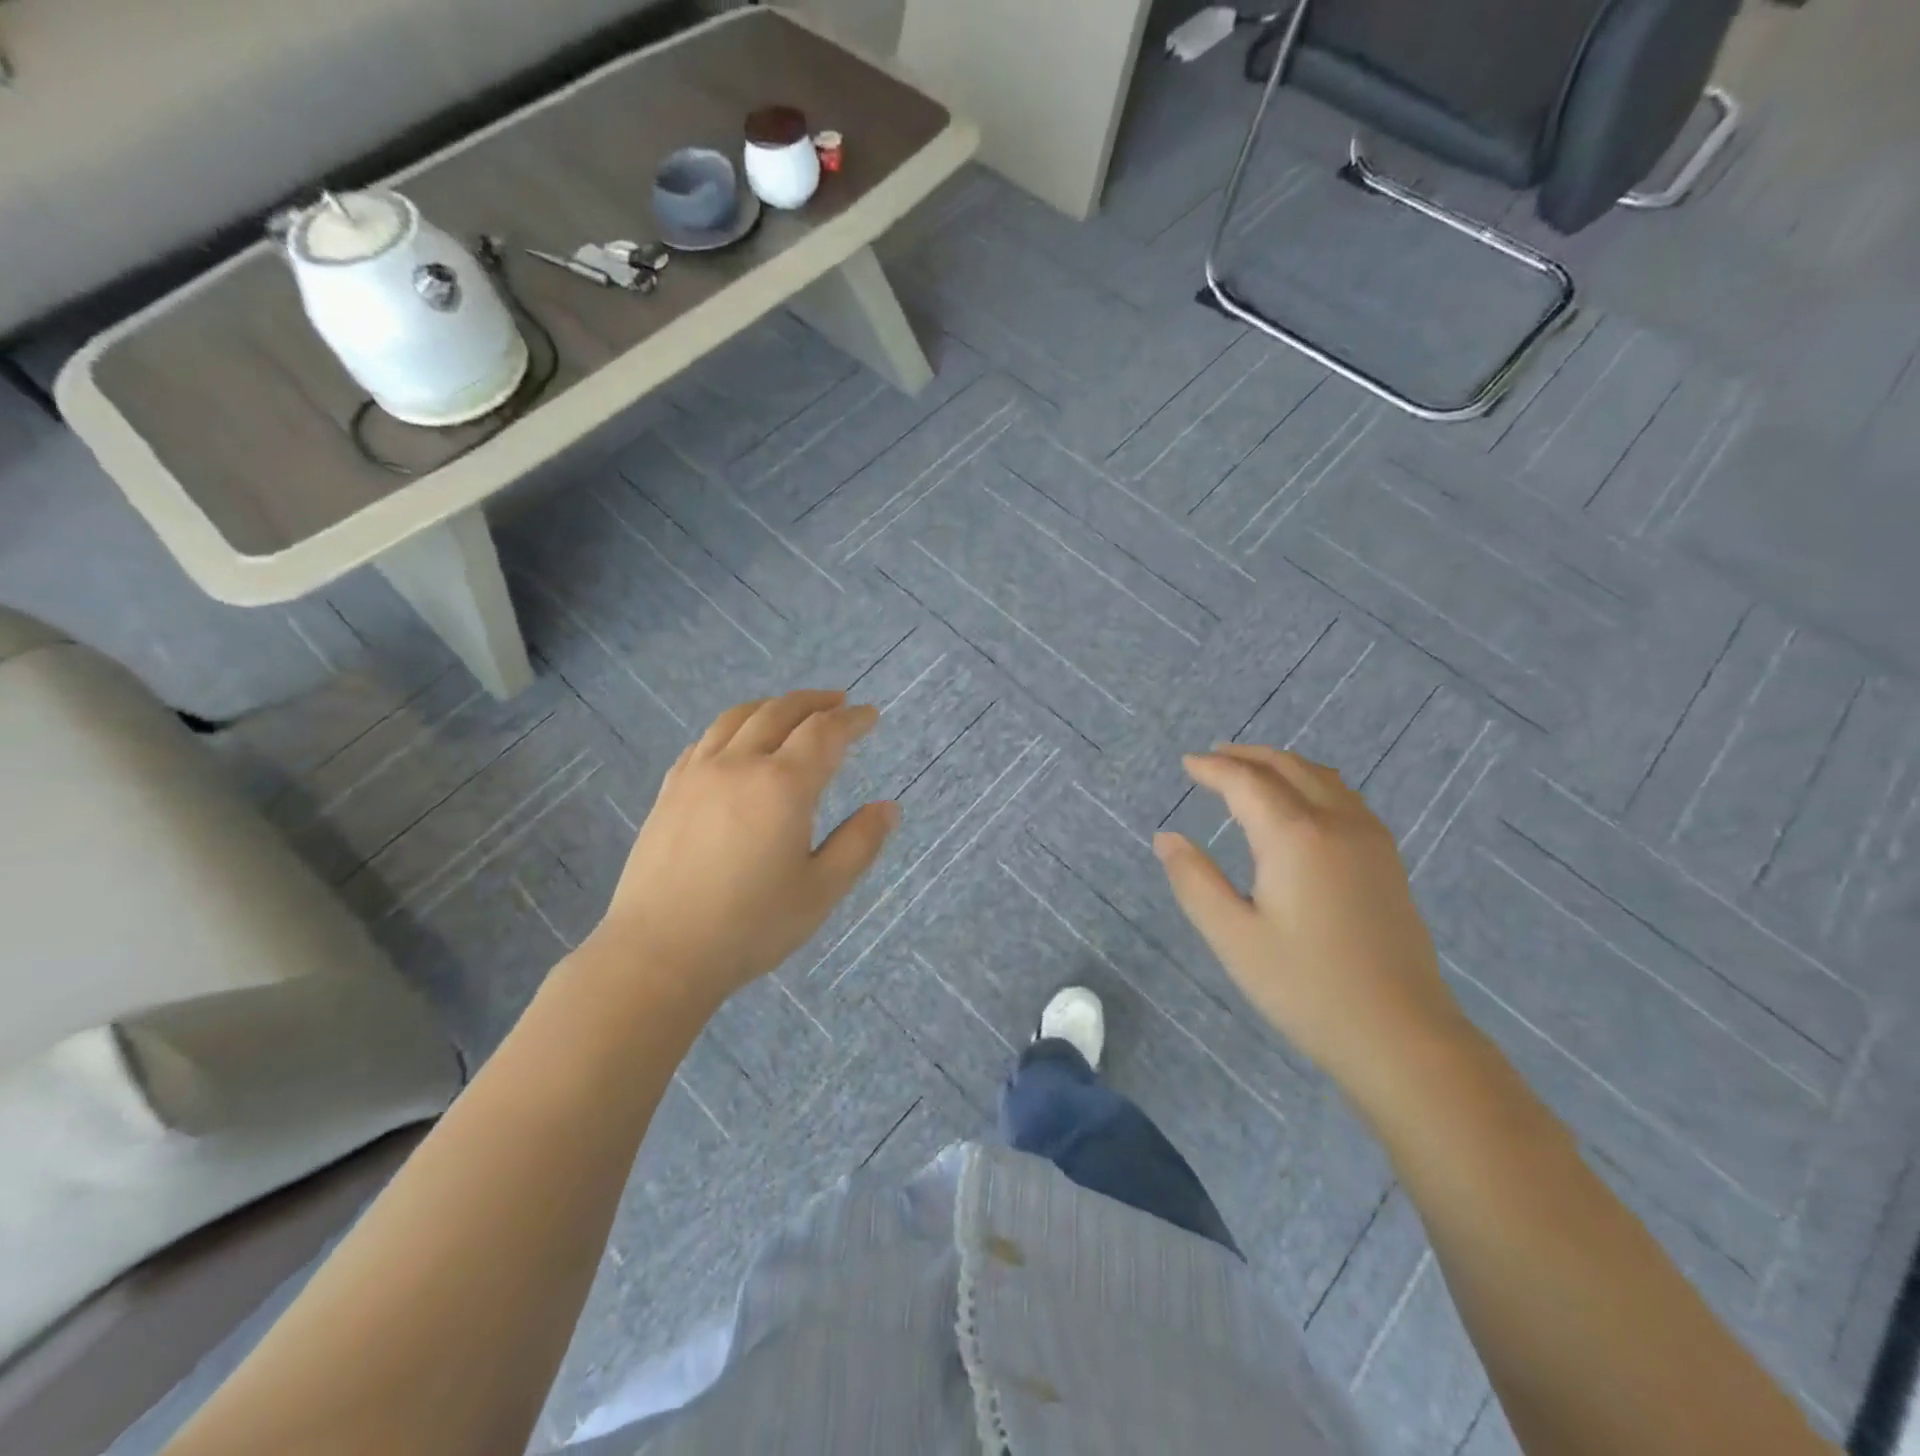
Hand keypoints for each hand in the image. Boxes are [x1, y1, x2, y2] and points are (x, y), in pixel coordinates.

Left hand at [594, 690, 897, 1006]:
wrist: (659, 952)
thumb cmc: (750, 926)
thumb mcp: (821, 891)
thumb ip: (859, 844)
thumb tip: (888, 808)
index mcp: (782, 785)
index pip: (824, 733)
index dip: (852, 720)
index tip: (870, 715)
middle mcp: (739, 764)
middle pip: (780, 712)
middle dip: (814, 702)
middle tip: (839, 701)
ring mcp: (698, 774)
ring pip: (738, 718)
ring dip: (772, 706)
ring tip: (791, 710)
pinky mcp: (670, 790)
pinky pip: (706, 740)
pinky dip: (733, 727)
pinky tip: (737, 742)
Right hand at [1153, 745, 1466, 1096]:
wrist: (1400, 1034)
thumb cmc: (1305, 987)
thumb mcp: (1233, 938)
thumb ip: (1195, 881)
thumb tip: (1167, 838)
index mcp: (1295, 836)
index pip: (1246, 782)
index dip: (1213, 769)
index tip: (1187, 763)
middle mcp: (1336, 823)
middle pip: (1288, 767)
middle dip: (1247, 757)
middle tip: (1213, 758)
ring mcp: (1370, 839)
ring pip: (1322, 777)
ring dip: (1282, 765)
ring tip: (1251, 771)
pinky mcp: (1386, 860)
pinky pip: (1344, 797)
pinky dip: (1312, 782)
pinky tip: (1301, 803)